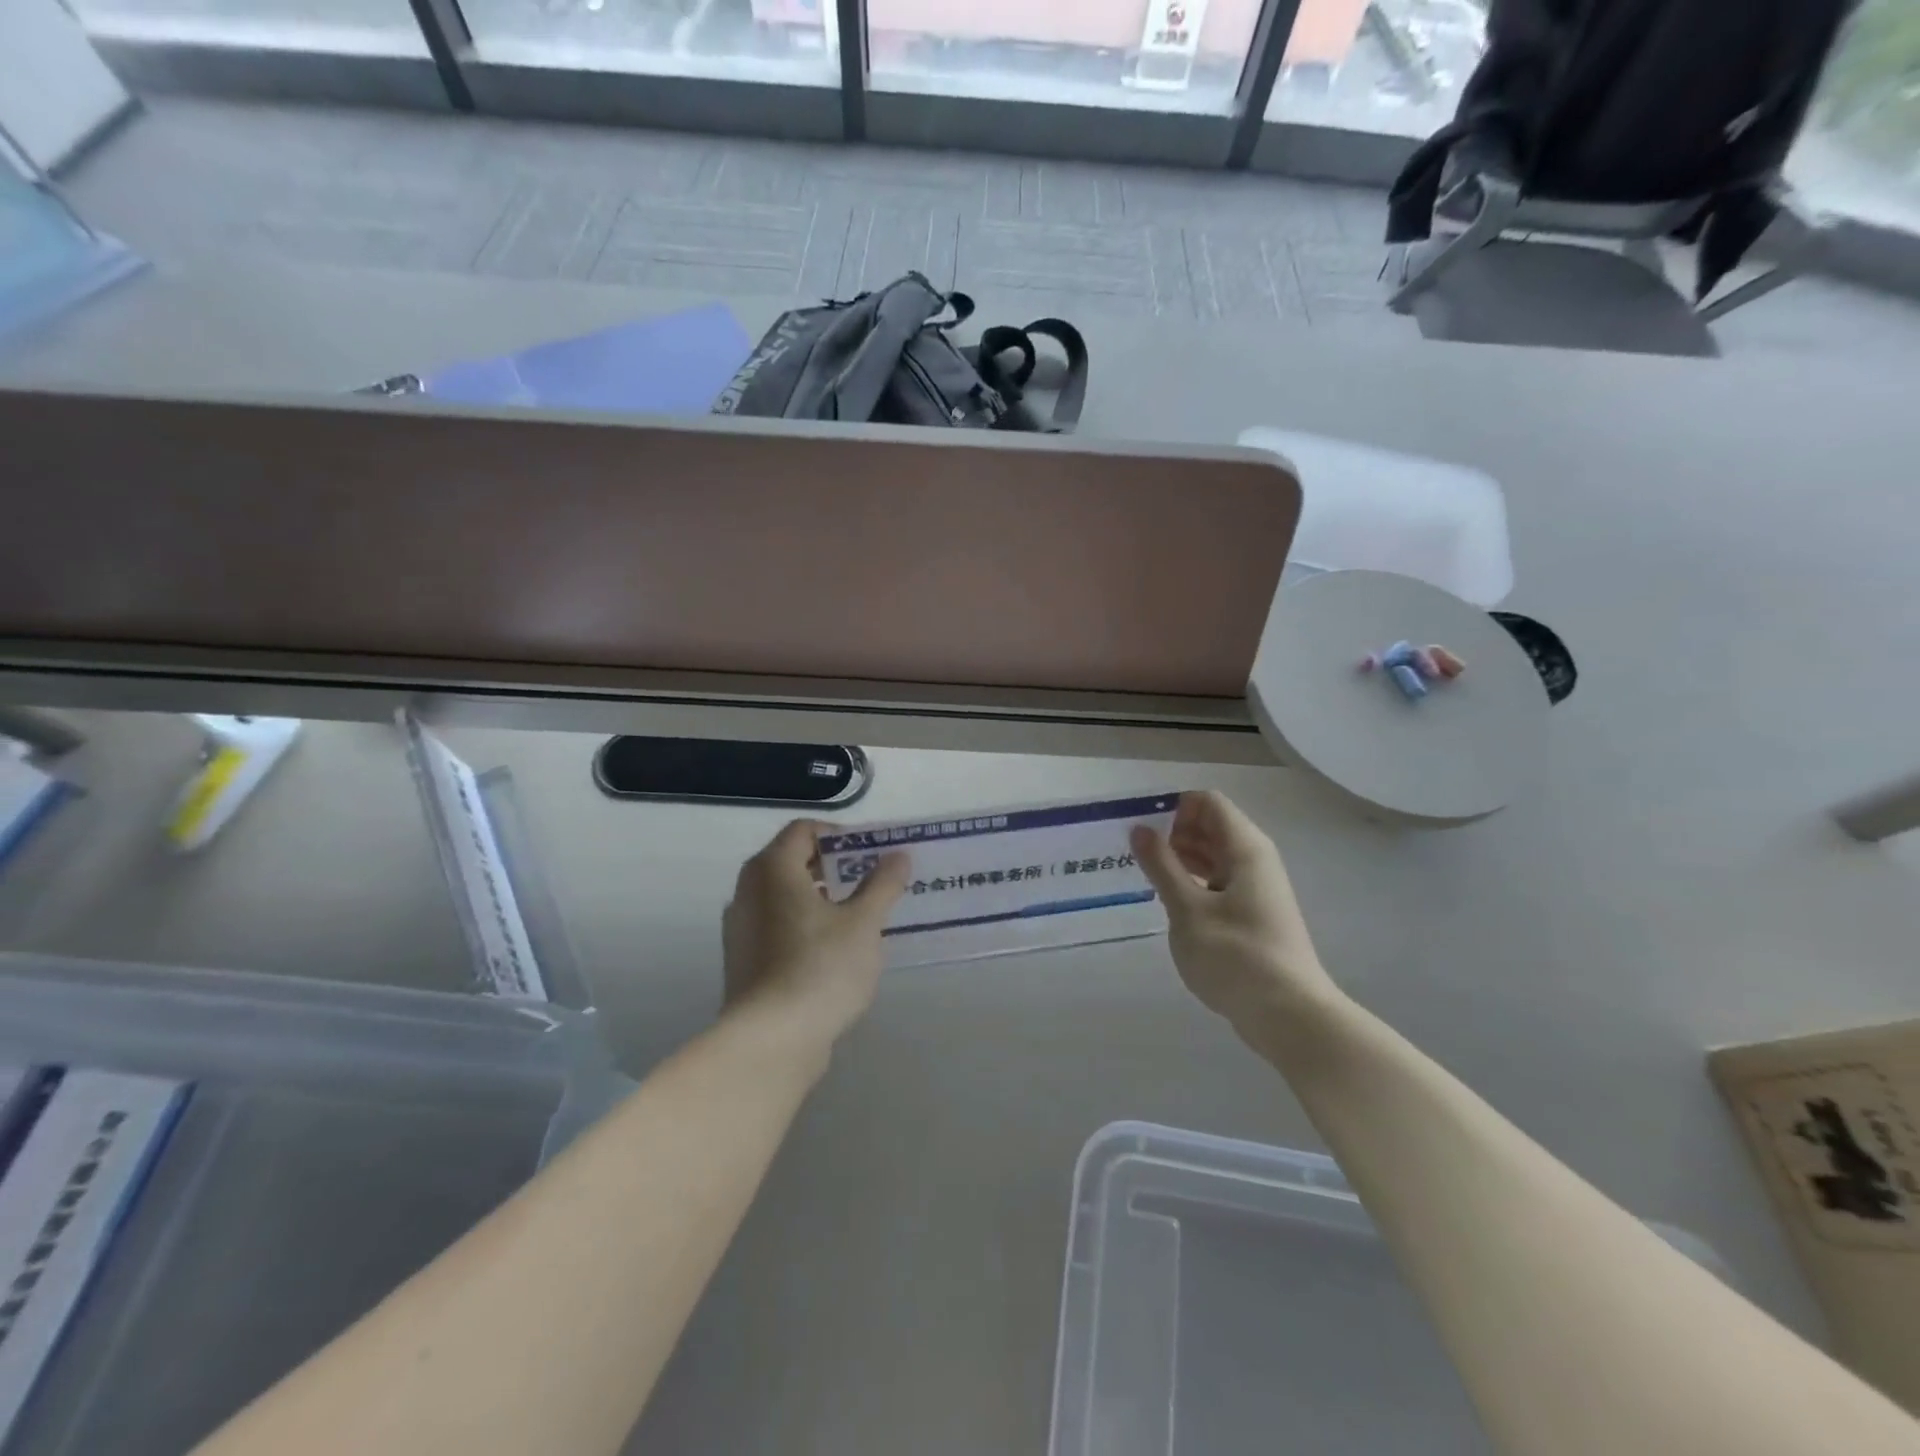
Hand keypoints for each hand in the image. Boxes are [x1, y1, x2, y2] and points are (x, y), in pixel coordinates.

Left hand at [722, 821, 909, 1050]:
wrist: (770, 1041)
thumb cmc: (820, 968)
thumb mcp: (864, 924)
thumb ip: (882, 884)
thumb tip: (898, 856)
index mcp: (772, 869)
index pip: (804, 830)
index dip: (839, 836)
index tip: (870, 855)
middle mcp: (748, 891)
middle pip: (791, 861)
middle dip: (833, 867)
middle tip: (869, 883)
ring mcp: (740, 928)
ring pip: (783, 896)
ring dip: (819, 898)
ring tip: (858, 917)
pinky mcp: (743, 960)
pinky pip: (776, 926)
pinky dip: (803, 925)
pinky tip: (833, 951)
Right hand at [1131, 791, 1339, 1035]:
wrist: (1289, 1016)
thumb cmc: (1236, 956)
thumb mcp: (1188, 909)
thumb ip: (1162, 866)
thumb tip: (1140, 828)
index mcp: (1245, 848)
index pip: (1207, 802)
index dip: (1173, 808)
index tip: (1142, 831)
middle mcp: (1254, 859)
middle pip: (1210, 826)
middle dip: (1172, 833)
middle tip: (1135, 856)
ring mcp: (1255, 888)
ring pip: (1213, 855)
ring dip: (1179, 859)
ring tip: (1145, 877)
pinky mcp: (1252, 914)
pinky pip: (1217, 881)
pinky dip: (1192, 882)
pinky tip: (1169, 902)